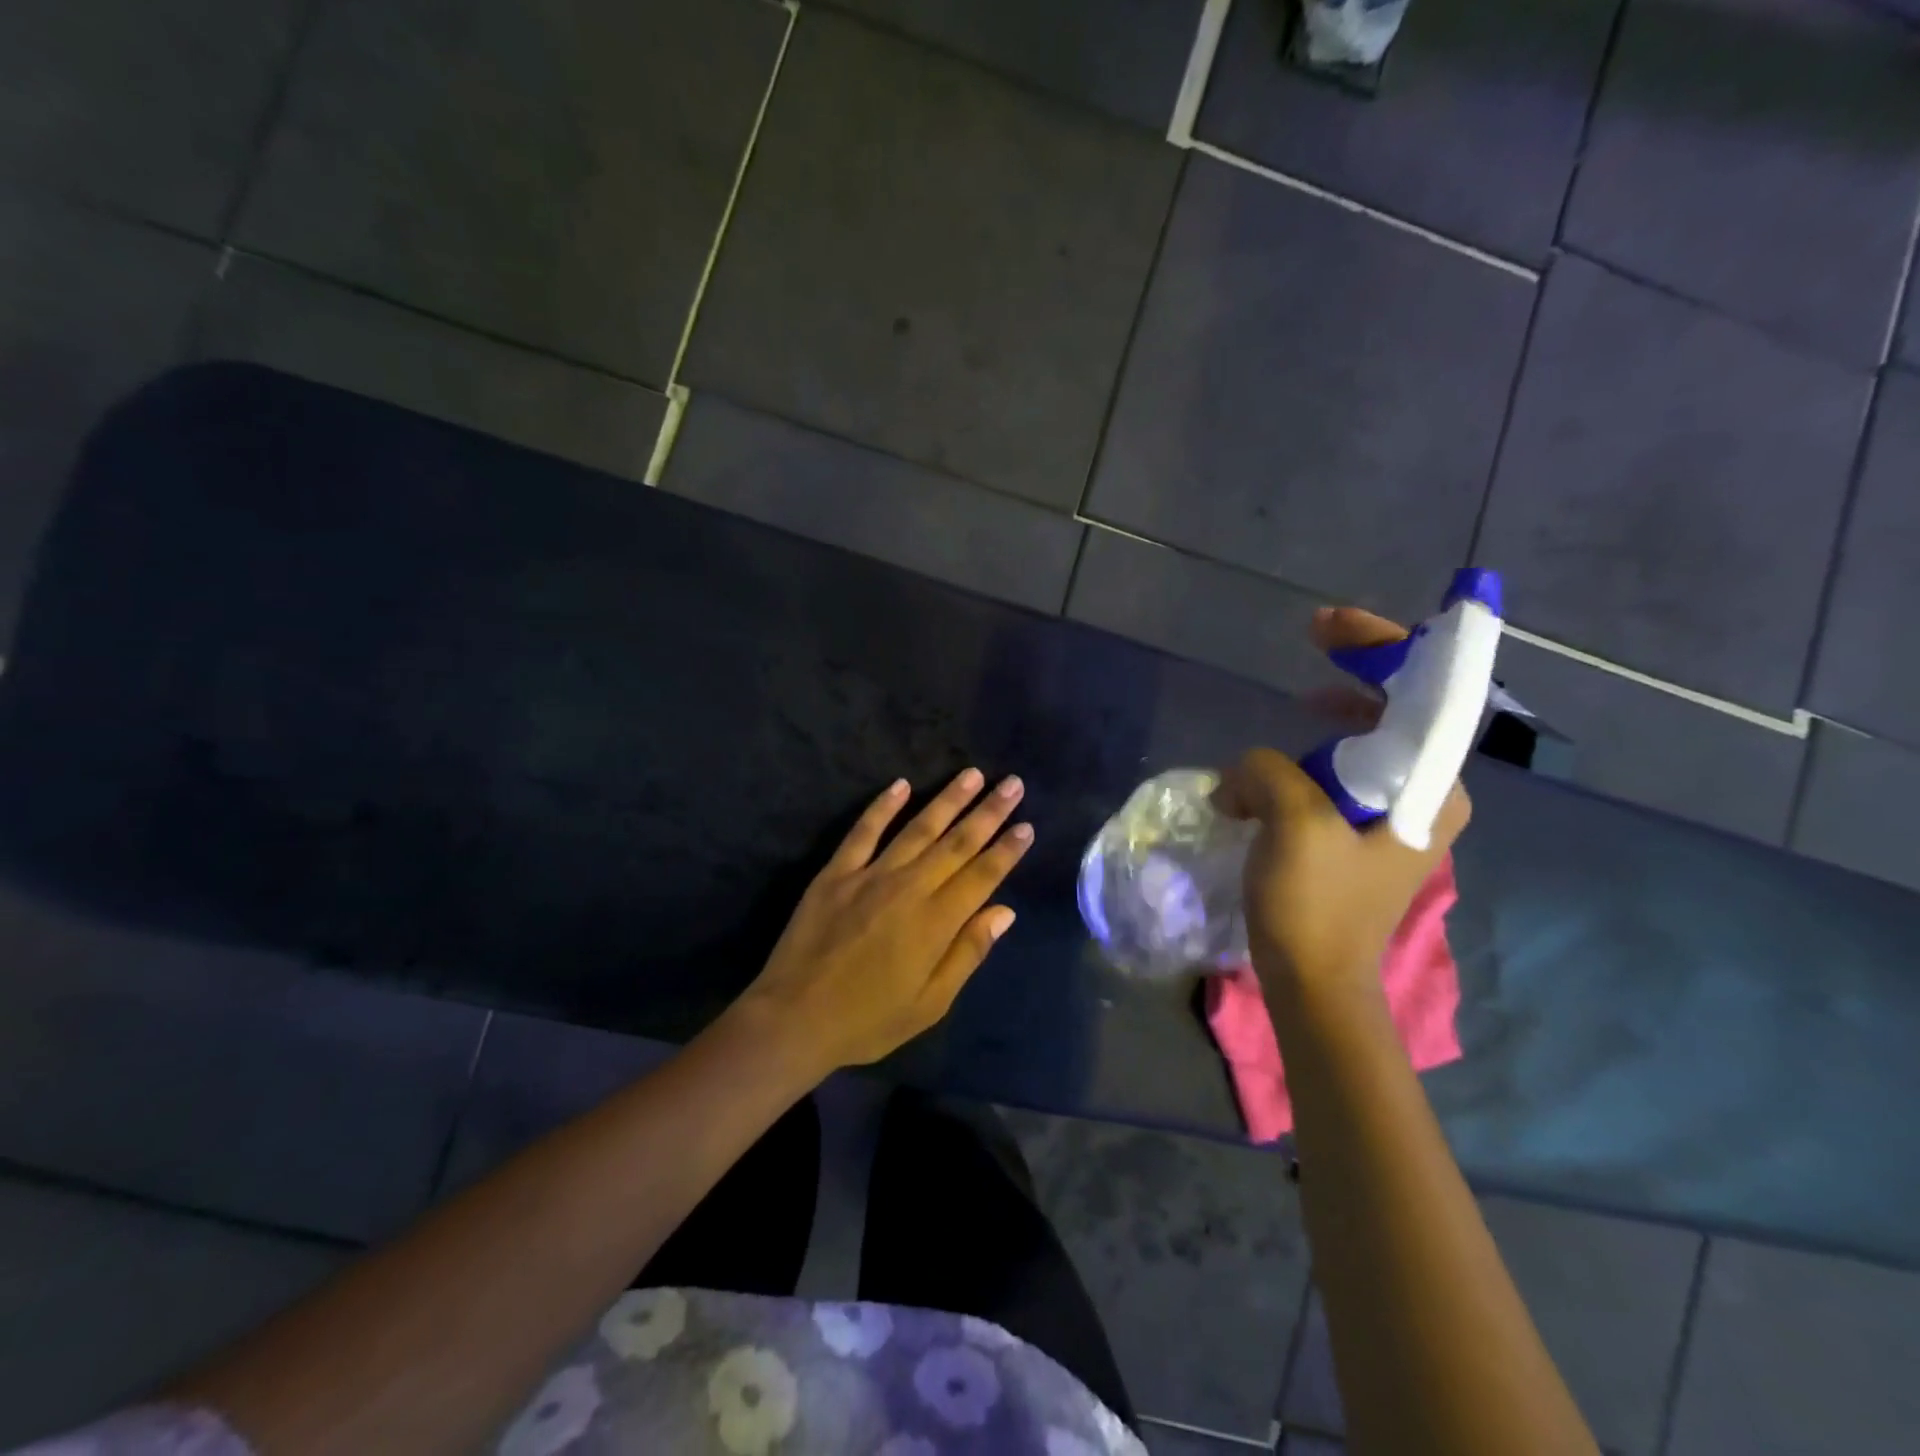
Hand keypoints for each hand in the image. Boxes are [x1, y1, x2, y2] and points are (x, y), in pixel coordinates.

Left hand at [738, 769, 1032, 1073]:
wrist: (794, 1018)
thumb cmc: (868, 1019)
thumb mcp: (930, 1004)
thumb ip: (968, 953)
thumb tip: (1004, 911)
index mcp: (936, 922)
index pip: (982, 875)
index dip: (1007, 849)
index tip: (1027, 825)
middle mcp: (908, 888)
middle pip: (956, 843)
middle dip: (988, 812)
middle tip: (1012, 783)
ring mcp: (870, 875)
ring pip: (917, 828)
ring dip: (948, 800)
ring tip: (972, 774)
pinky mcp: (836, 872)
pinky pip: (864, 831)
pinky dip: (883, 806)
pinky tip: (901, 784)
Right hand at [1215, 607, 1469, 995]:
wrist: (1313, 984)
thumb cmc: (1316, 907)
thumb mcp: (1293, 824)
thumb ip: (1269, 769)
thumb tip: (1244, 772)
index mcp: (1432, 791)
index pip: (1423, 697)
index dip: (1382, 647)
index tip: (1329, 625)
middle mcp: (1427, 800)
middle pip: (1395, 715)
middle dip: (1353, 677)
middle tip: (1313, 645)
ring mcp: (1395, 821)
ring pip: (1359, 748)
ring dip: (1313, 735)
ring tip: (1277, 736)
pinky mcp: (1362, 841)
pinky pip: (1335, 781)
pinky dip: (1300, 769)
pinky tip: (1262, 786)